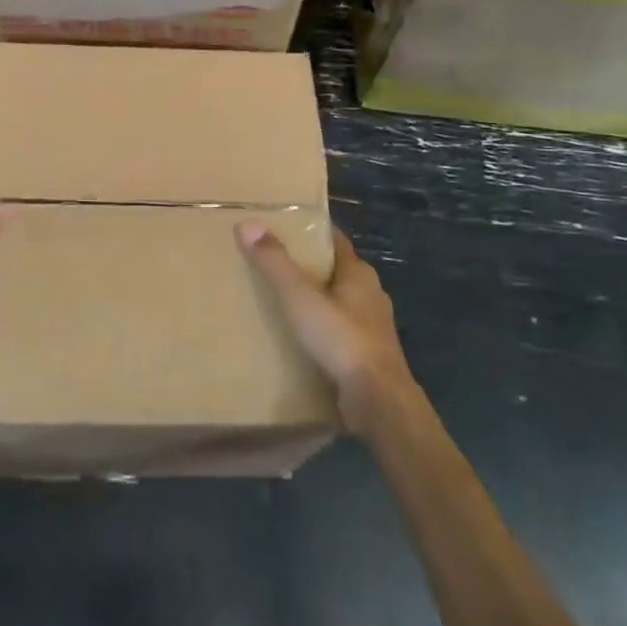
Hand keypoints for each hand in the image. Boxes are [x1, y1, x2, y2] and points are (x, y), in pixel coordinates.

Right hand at [235, 223, 416, 435]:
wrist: (378, 401)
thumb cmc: (341, 338)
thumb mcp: (300, 296)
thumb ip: (274, 262)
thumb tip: (248, 224)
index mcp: (358, 272)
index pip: (333, 239)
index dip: (310, 232)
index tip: (283, 227)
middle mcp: (370, 294)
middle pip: (334, 270)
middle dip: (308, 267)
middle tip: (272, 265)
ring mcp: (372, 326)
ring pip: (338, 303)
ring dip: (315, 301)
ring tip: (281, 303)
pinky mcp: (368, 355)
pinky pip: (339, 332)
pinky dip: (321, 330)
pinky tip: (300, 339)